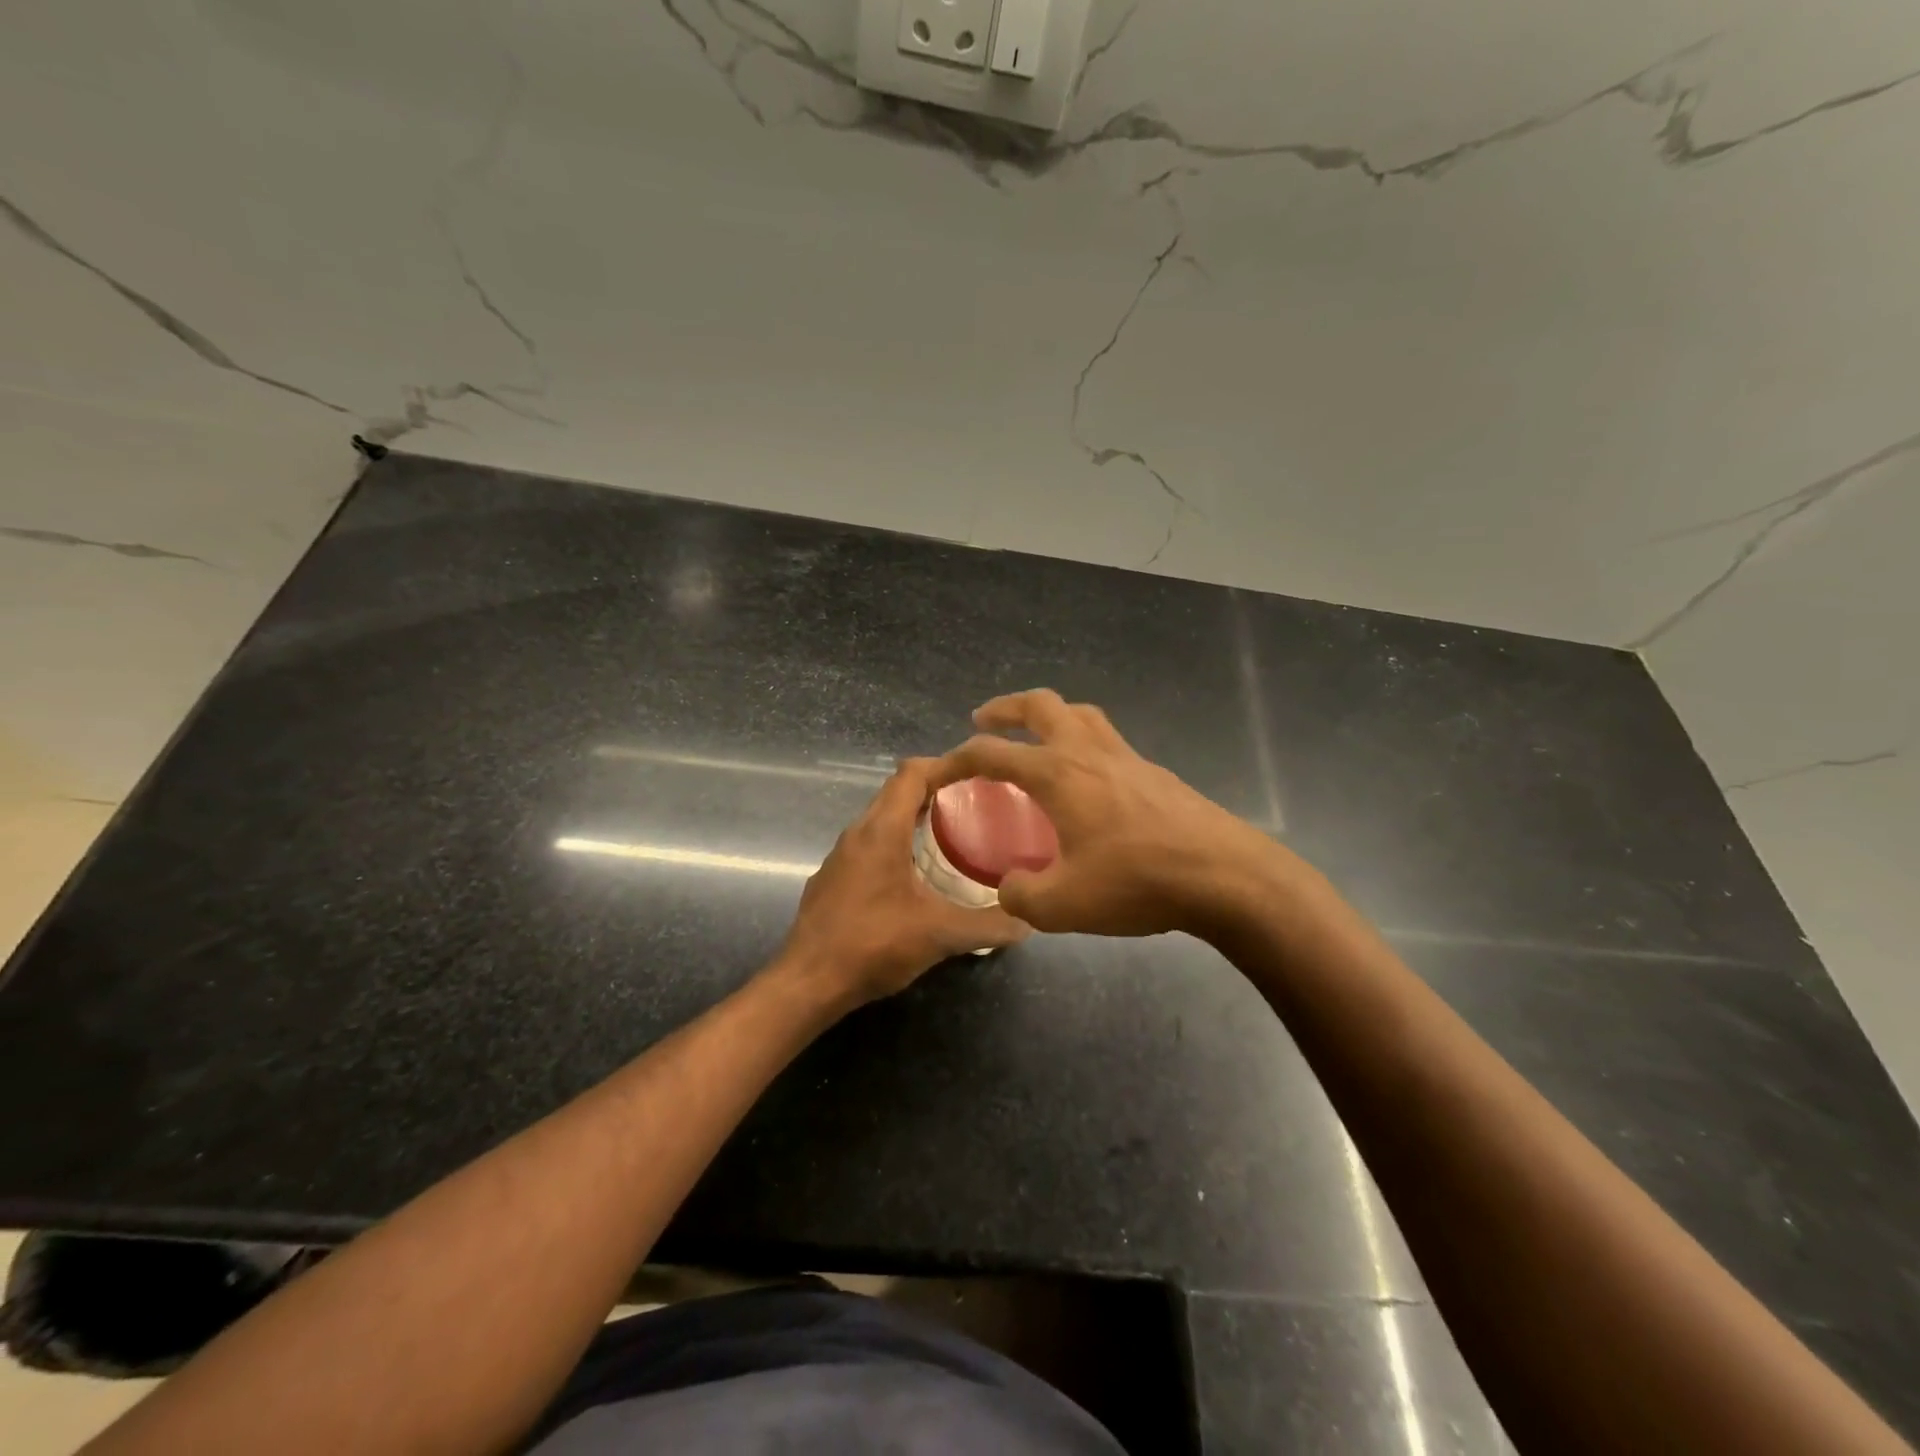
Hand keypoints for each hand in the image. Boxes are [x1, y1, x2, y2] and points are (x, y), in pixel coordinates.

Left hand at [776, 758, 1028, 1006]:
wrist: (808, 983)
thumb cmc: (873, 945)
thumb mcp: (940, 936)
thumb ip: (987, 926)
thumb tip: (1027, 922)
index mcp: (882, 831)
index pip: (911, 773)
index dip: (944, 764)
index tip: (978, 772)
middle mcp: (857, 833)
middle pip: (896, 791)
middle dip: (934, 788)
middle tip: (975, 801)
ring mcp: (840, 856)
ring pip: (880, 819)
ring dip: (912, 816)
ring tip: (951, 832)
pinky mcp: (832, 879)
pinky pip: (868, 845)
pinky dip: (895, 843)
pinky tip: (914, 874)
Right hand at [930, 689, 1287, 936]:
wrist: (1224, 875)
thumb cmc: (1136, 882)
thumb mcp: (1062, 905)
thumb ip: (1022, 895)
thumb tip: (1011, 886)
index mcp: (1057, 774)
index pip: (991, 753)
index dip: (955, 759)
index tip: (936, 772)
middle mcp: (1088, 752)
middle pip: (1040, 705)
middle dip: (1005, 708)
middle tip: (984, 721)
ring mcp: (1126, 757)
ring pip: (1080, 714)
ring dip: (1048, 716)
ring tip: (1035, 738)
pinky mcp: (1154, 773)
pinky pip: (1107, 740)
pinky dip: (1082, 743)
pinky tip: (1086, 781)